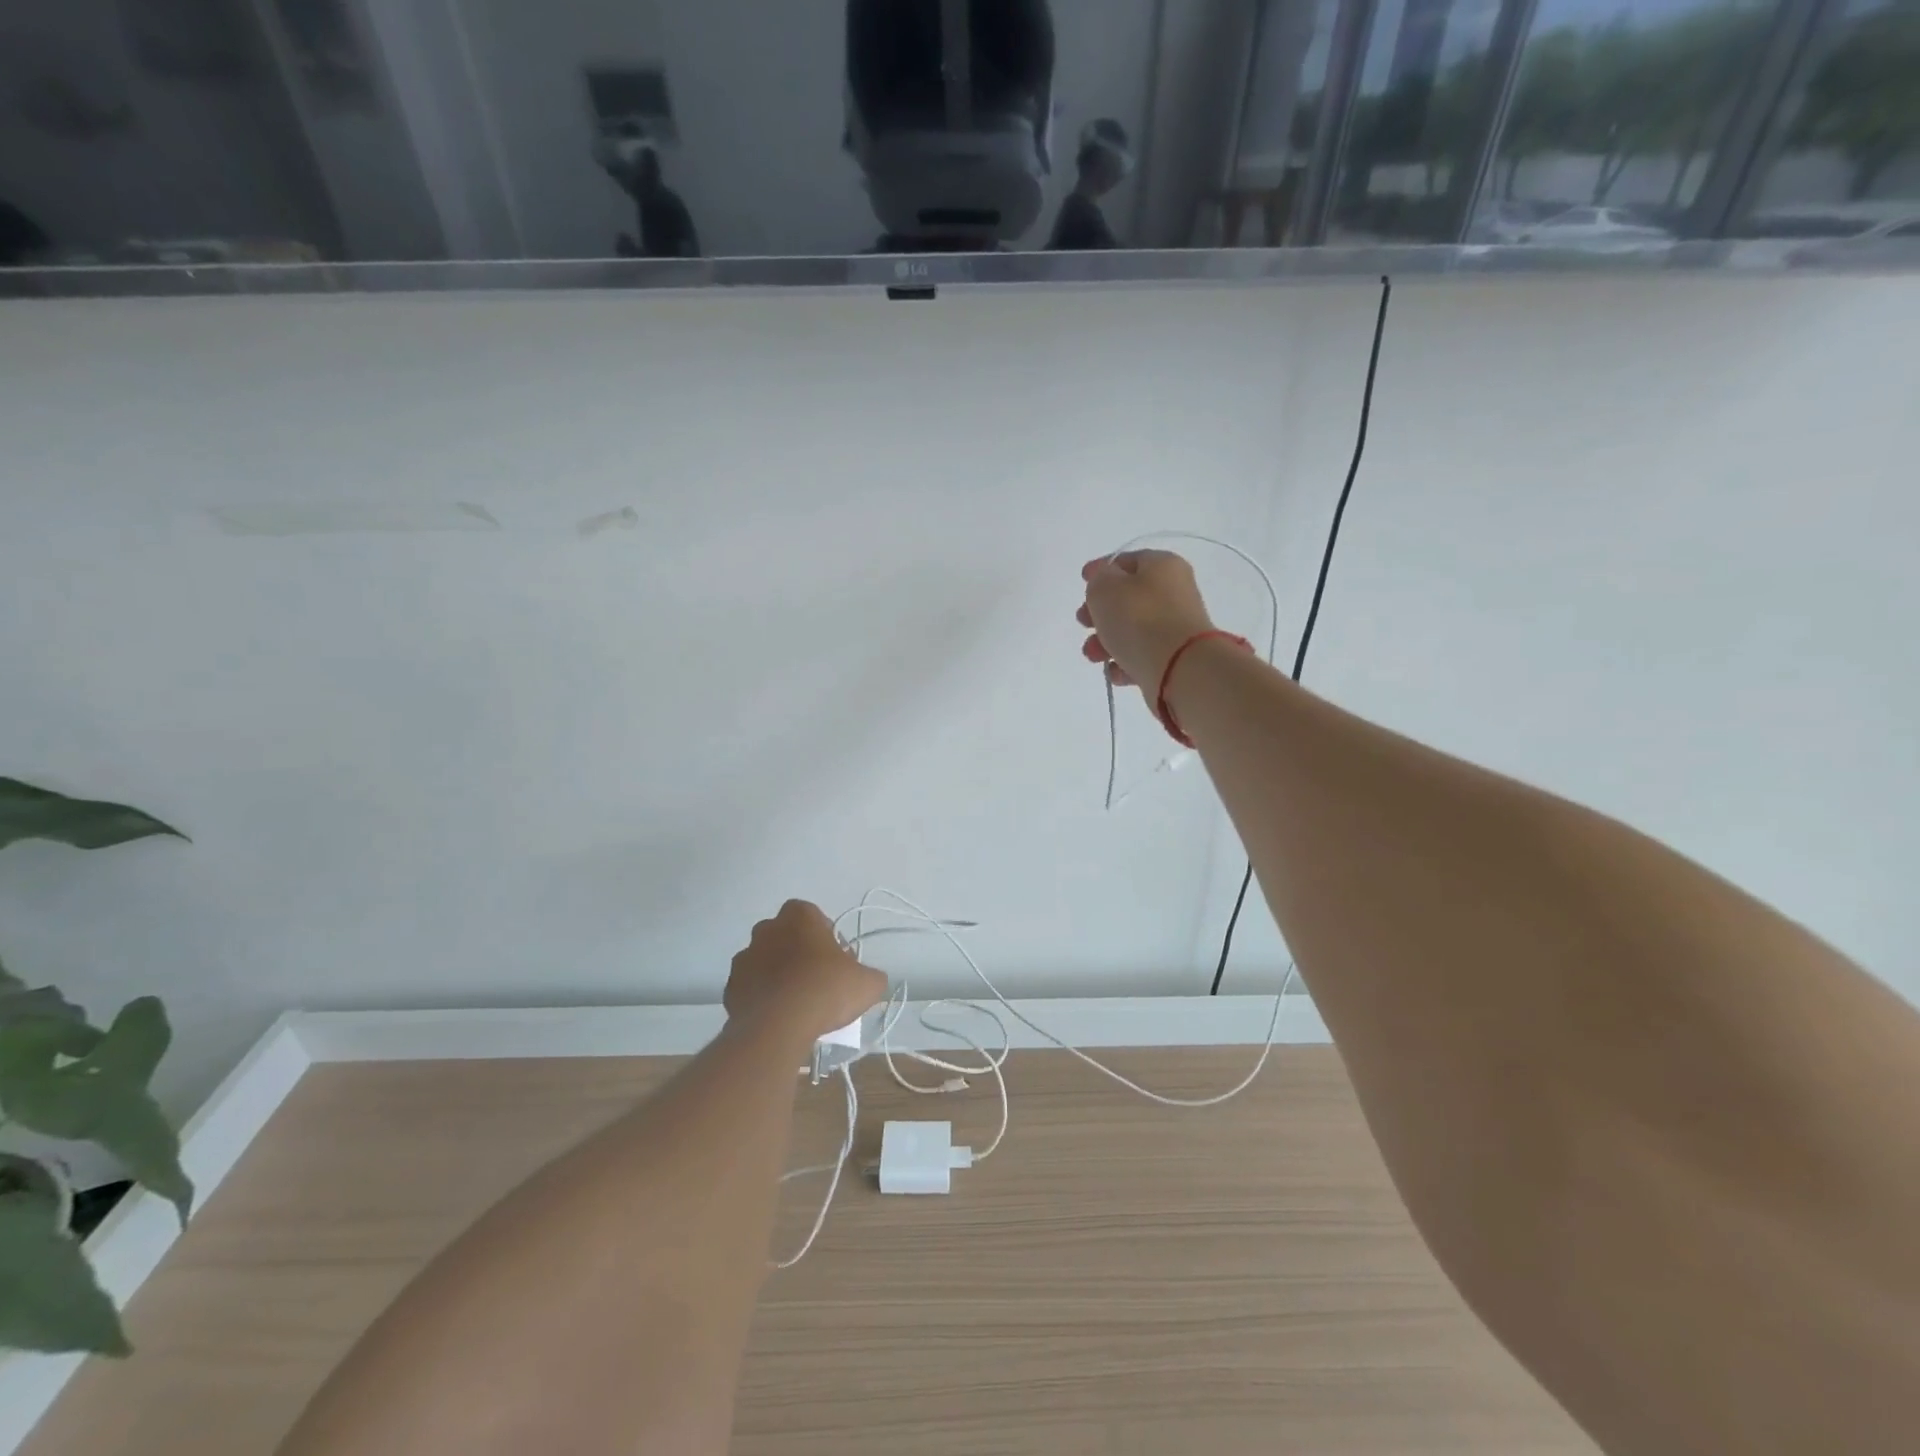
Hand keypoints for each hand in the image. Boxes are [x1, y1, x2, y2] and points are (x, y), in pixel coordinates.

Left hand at [725, 900, 887, 1044]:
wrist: (778, 1027)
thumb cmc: (825, 990)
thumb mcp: (868, 983)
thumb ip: (871, 975)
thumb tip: (868, 979)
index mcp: (799, 916)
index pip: (813, 916)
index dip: (825, 937)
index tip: (835, 960)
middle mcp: (767, 929)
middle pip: (786, 937)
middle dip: (798, 953)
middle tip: (817, 981)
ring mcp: (744, 958)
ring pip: (765, 962)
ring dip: (777, 976)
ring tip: (796, 1004)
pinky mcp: (730, 988)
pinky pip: (750, 988)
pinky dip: (761, 998)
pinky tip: (777, 1018)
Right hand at [1077, 550, 1215, 691]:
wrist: (1179, 668)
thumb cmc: (1139, 618)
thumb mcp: (1105, 588)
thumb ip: (1098, 579)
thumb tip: (1105, 584)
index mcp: (1162, 565)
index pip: (1126, 561)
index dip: (1101, 569)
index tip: (1082, 580)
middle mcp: (1174, 592)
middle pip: (1128, 598)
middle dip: (1098, 612)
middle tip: (1083, 622)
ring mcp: (1176, 627)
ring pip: (1132, 629)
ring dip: (1106, 641)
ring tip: (1093, 655)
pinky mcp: (1175, 658)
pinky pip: (1142, 656)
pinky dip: (1124, 662)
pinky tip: (1115, 671)